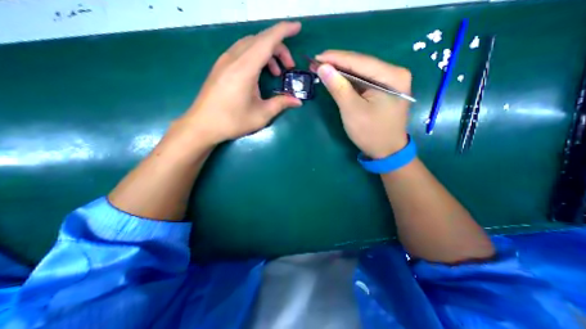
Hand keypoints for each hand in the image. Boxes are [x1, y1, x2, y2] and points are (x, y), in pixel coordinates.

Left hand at [182, 21, 304, 145]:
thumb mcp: (261, 115)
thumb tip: (298, 101)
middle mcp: (233, 58)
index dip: (284, 31)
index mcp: (245, 68)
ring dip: (267, 53)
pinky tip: (259, 74)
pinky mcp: (220, 67)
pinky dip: (255, 57)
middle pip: (260, 40)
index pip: (267, 40)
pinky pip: (241, 52)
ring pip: (250, 45)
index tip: (298, 28)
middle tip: (289, 67)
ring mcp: (224, 61)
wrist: (203, 125)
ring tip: (275, 73)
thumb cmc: (233, 121)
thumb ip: (281, 104)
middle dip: (279, 48)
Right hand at [314, 50, 413, 158]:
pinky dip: (348, 81)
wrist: (386, 151)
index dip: (336, 58)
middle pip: (361, 64)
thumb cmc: (370, 133)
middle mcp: (394, 74)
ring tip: (322, 69)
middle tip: (316, 63)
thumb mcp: (352, 110)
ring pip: (360, 73)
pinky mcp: (383, 90)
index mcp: (392, 76)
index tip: (317, 57)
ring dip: (341, 72)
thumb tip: (323, 67)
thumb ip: (338, 87)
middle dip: (337, 64)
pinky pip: (363, 82)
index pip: (359, 61)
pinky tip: (336, 79)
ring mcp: (389, 82)